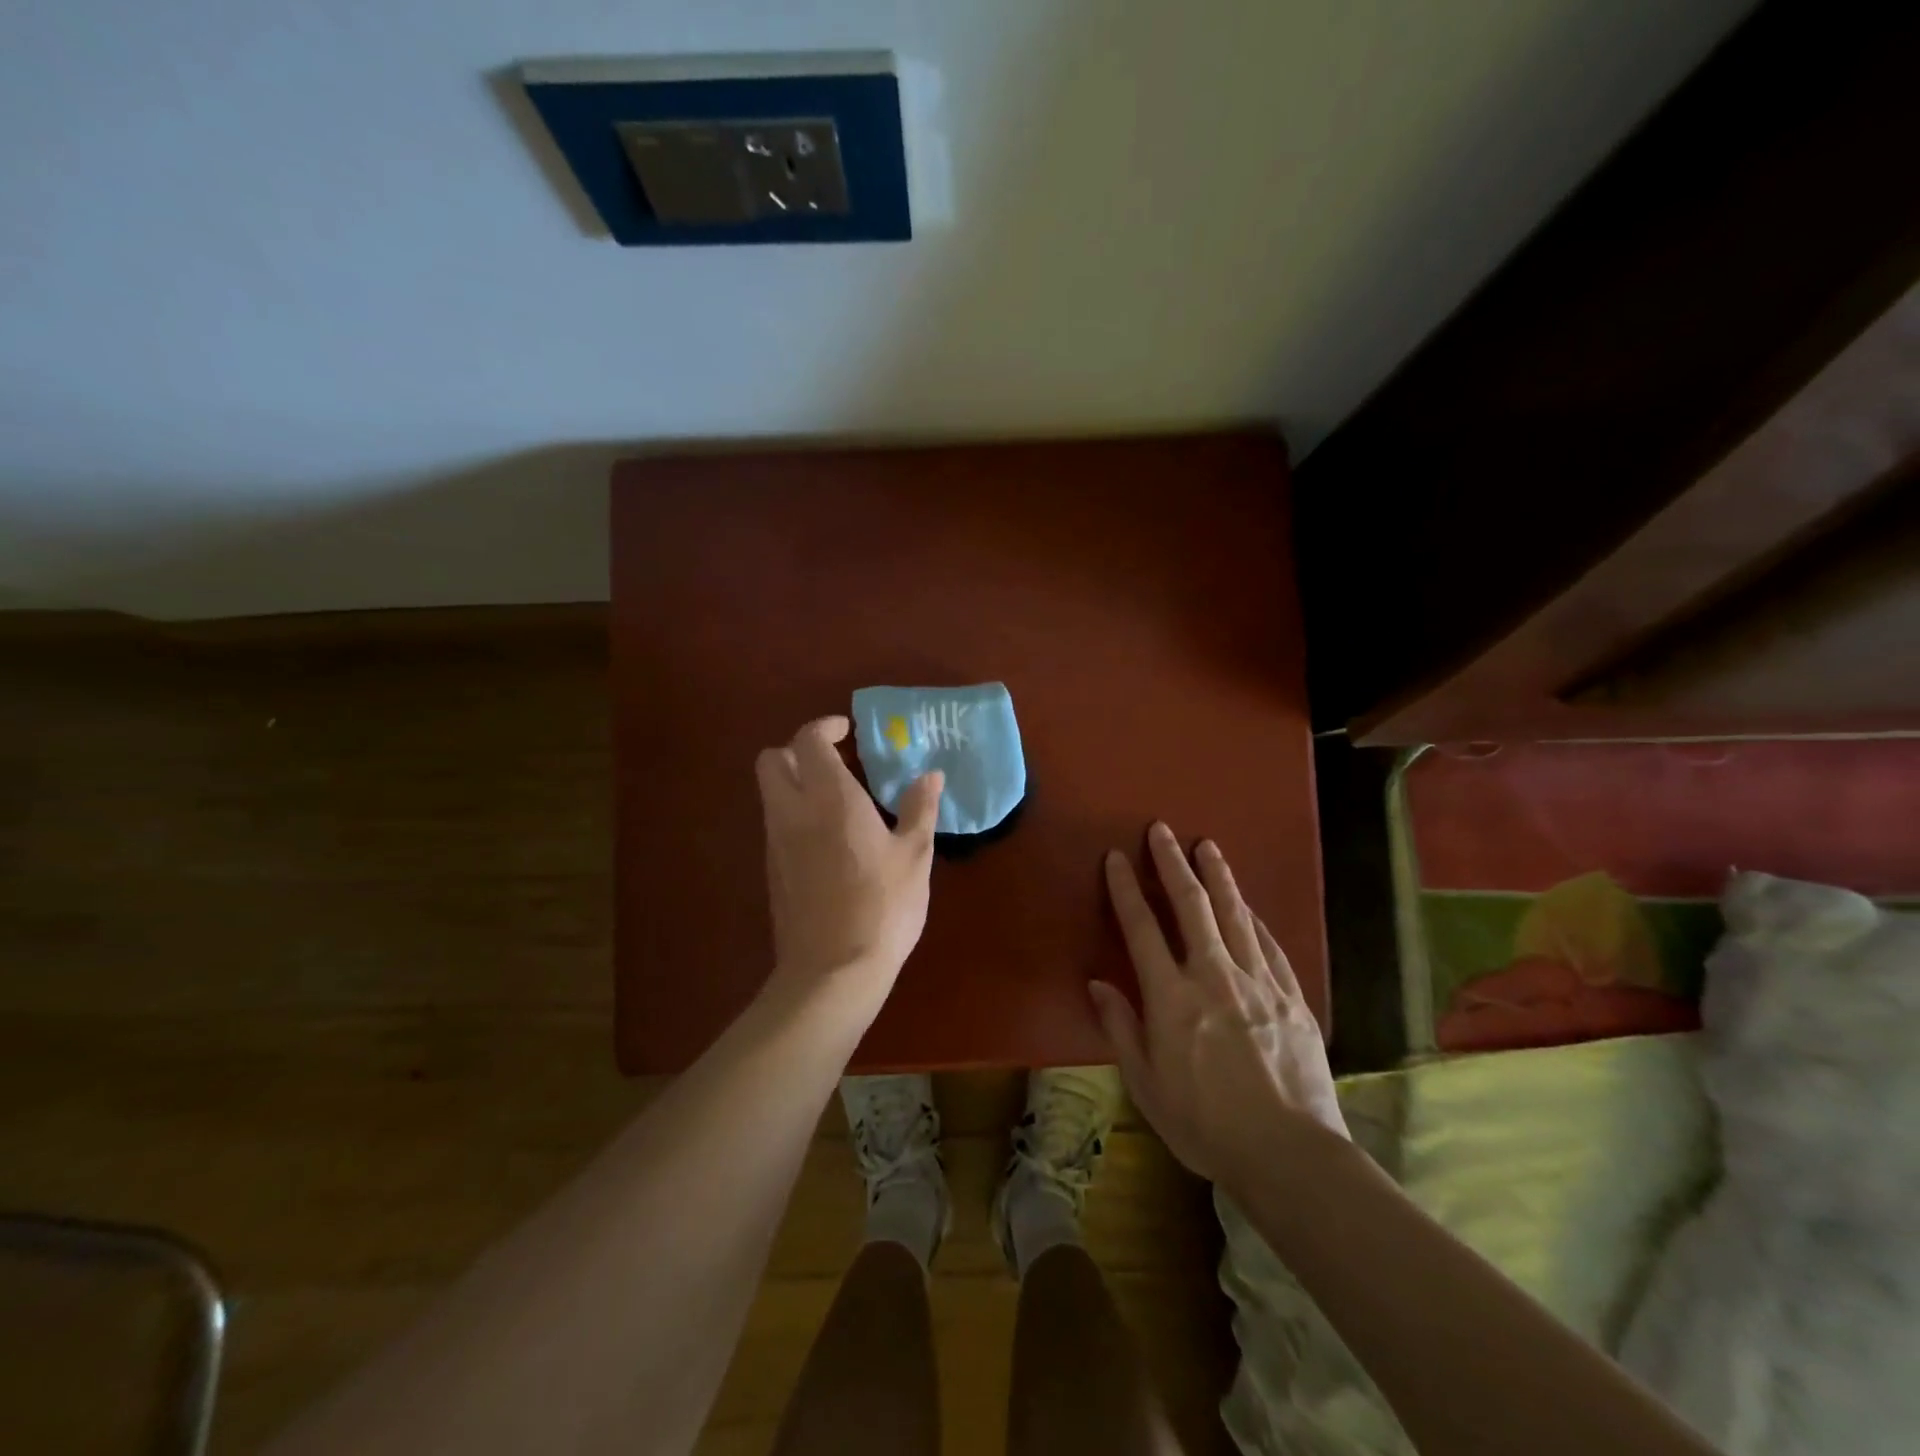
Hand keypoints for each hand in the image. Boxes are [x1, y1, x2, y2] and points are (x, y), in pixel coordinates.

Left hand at [756, 716, 943, 1010]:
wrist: (833, 972)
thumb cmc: (883, 907)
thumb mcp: (914, 856)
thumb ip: (919, 809)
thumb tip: (931, 776)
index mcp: (830, 799)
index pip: (808, 740)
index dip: (824, 727)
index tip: (847, 731)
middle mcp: (793, 812)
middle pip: (771, 759)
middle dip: (797, 750)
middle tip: (834, 762)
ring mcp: (776, 843)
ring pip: (769, 792)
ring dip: (795, 783)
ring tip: (837, 801)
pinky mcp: (772, 871)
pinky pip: (775, 824)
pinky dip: (794, 814)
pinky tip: (829, 840)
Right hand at [1090, 823, 1346, 1189]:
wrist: (1289, 1154)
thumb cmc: (1204, 1124)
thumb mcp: (1146, 1084)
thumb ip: (1121, 1027)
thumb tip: (1097, 983)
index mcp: (1171, 997)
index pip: (1142, 929)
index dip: (1127, 889)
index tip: (1117, 857)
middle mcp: (1213, 977)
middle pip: (1191, 906)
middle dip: (1173, 863)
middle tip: (1162, 830)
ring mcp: (1258, 983)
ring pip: (1235, 915)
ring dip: (1218, 876)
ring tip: (1207, 846)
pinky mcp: (1292, 997)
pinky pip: (1269, 945)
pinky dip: (1254, 919)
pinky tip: (1248, 906)